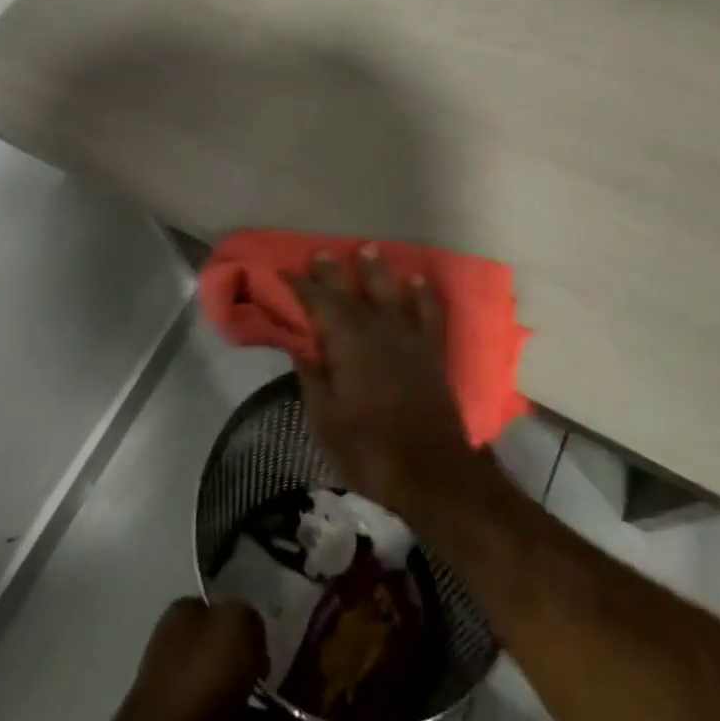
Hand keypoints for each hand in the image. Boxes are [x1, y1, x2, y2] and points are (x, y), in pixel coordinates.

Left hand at [47, 599, 311, 720]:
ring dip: (275, 706)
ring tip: (313, 712)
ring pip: (240, 696)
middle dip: (263, 661)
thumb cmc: (202, 673)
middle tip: (300, 665)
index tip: (278, 625)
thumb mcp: (236, 622)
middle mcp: (182, 655)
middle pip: (230, 652)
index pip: (219, 606)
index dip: (248, 614)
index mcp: (184, 618)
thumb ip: (250, 617)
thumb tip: (254, 637)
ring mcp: (189, 702)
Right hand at [285, 246, 481, 518]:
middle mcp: (378, 329)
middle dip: (333, 272)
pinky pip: (429, 312)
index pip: (319, 303)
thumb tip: (300, 346)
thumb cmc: (369, 449)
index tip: (286, 271)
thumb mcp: (325, 420)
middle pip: (352, 292)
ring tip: (368, 249)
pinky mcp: (432, 351)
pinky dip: (423, 294)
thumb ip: (313, 377)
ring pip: (391, 292)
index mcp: (348, 343)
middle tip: (320, 253)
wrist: (432, 471)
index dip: (301, 286)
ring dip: (377, 271)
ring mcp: (409, 338)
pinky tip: (418, 279)